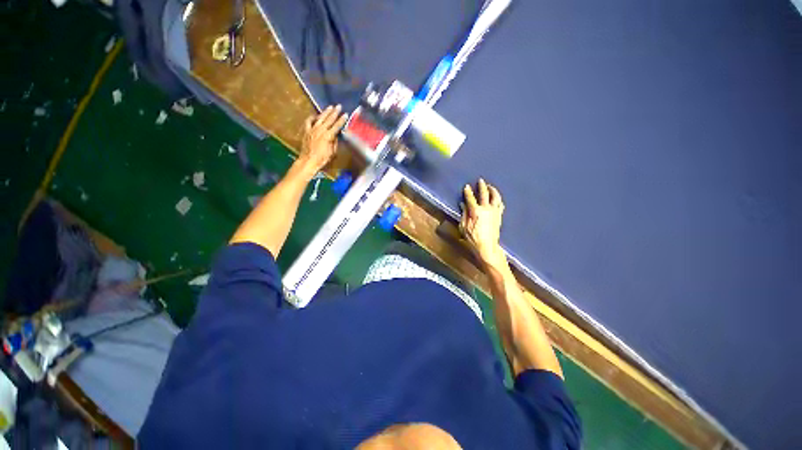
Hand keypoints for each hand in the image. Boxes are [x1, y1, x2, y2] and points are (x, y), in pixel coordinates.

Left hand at [297, 105, 347, 176]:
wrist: (308, 161)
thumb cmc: (322, 159)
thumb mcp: (332, 152)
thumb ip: (334, 142)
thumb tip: (336, 135)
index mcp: (328, 136)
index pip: (337, 126)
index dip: (342, 120)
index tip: (345, 114)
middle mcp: (321, 130)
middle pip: (329, 119)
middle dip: (335, 112)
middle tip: (339, 106)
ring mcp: (313, 129)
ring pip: (320, 118)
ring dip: (325, 112)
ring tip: (330, 107)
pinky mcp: (307, 131)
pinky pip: (309, 121)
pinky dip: (312, 117)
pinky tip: (316, 115)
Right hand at [460, 179, 505, 268]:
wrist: (487, 246)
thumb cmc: (473, 238)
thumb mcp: (464, 227)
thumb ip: (464, 214)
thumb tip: (463, 205)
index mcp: (476, 211)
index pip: (471, 198)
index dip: (468, 192)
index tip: (466, 186)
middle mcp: (486, 209)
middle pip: (485, 194)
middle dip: (482, 186)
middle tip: (480, 180)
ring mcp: (494, 212)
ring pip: (496, 197)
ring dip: (493, 190)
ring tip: (490, 187)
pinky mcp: (499, 216)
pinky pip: (501, 205)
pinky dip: (499, 200)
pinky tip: (497, 199)